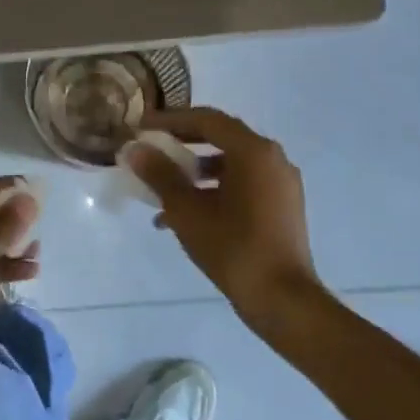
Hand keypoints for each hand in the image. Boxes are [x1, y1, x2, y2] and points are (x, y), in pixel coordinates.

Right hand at [124, 107, 317, 321]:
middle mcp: (272, 159)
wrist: (283, 300)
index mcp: (253, 151)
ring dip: (195, 171)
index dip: (170, 120)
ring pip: (231, 164)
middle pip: (220, 138)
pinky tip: (187, 216)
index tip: (142, 126)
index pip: (207, 120)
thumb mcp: (187, 210)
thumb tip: (135, 149)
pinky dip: (214, 189)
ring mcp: (281, 183)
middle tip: (151, 150)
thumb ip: (160, 174)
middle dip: (182, 144)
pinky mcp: (283, 206)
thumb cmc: (233, 248)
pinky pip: (243, 184)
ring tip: (163, 191)